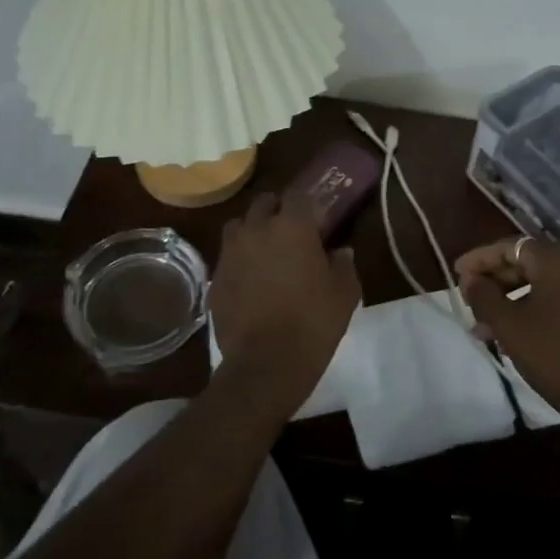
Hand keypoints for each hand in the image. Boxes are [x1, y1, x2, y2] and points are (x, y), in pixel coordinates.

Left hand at [210, 192, 361, 422]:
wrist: (265, 363)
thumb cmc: (313, 323)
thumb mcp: (344, 294)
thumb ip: (344, 265)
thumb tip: (341, 251)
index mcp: (292, 226)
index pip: (298, 195)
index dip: (308, 202)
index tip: (316, 215)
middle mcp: (257, 229)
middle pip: (263, 203)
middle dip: (277, 210)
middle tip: (292, 230)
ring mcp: (231, 253)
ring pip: (239, 226)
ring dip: (252, 230)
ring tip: (265, 250)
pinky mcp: (215, 278)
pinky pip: (228, 257)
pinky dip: (239, 260)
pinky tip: (250, 280)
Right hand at [455, 238, 559, 426]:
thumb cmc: (553, 354)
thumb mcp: (508, 324)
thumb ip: (483, 296)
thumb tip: (470, 280)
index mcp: (557, 260)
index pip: (510, 247)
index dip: (480, 259)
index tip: (457, 273)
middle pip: (528, 264)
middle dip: (495, 282)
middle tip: (471, 301)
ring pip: (543, 286)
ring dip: (512, 301)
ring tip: (487, 327)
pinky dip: (535, 310)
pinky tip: (517, 335)